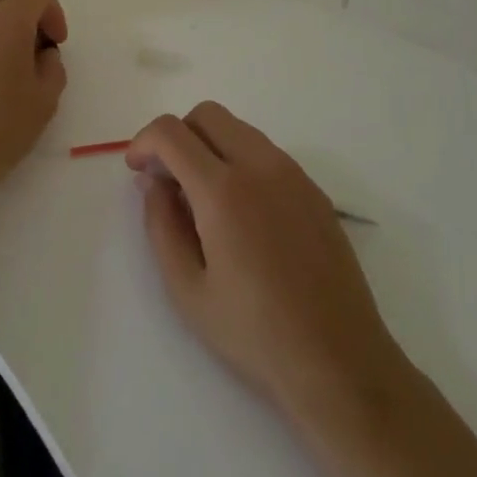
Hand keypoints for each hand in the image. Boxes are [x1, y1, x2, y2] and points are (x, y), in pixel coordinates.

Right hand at [128, 101, 407, 431]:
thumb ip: (161, 225)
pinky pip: (265, 152)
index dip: (144, 142)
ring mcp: (292, 173)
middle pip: (207, 114)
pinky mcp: (313, 188)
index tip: (137, 171)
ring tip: (202, 198)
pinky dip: (240, 160)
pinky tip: (241, 211)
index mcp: (223, 189)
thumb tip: (153, 183)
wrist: (339, 362)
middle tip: (167, 179)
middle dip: (177, 135)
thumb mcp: (188, 290)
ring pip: (238, 128)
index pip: (172, 132)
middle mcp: (259, 165)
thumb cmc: (255, 334)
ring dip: (209, 145)